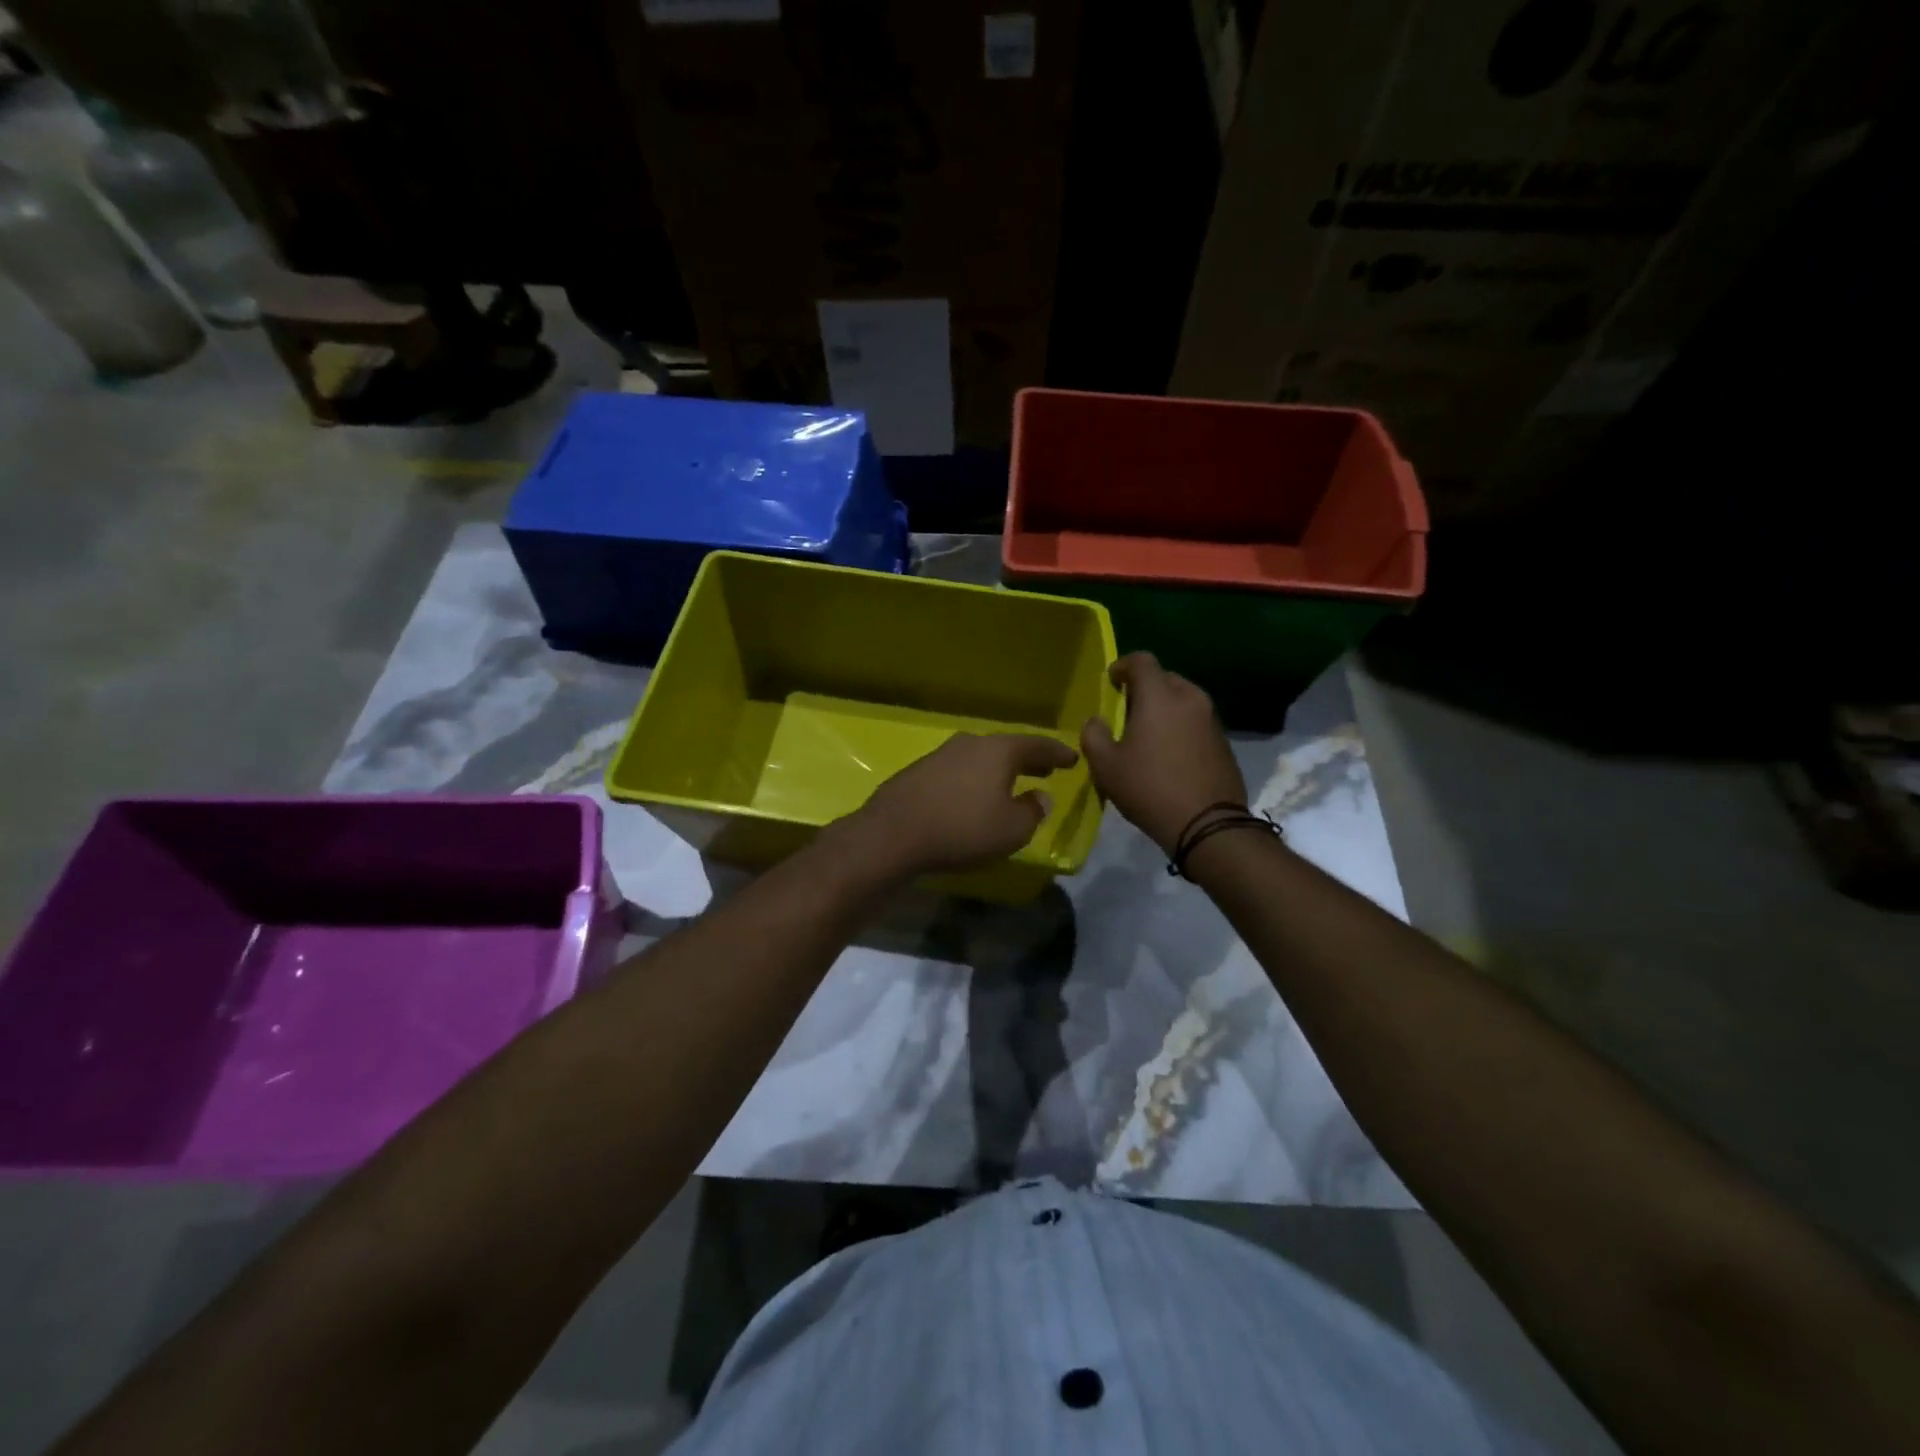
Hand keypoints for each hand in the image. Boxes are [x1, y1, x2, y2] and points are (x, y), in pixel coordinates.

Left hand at [840, 732, 1079, 877]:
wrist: (892, 834)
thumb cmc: (962, 830)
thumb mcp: (1012, 830)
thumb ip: (1033, 811)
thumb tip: (1040, 796)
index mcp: (998, 750)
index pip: (1037, 744)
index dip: (1057, 752)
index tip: (1073, 757)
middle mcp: (970, 743)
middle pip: (1007, 747)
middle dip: (1028, 759)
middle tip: (1046, 769)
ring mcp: (941, 754)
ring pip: (980, 757)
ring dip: (998, 769)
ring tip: (1011, 783)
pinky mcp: (918, 772)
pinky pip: (958, 771)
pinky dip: (974, 779)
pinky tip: (973, 795)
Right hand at [1081, 652, 1245, 852]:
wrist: (1208, 825)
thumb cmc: (1149, 789)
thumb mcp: (1106, 766)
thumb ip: (1094, 735)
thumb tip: (1096, 721)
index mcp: (1160, 697)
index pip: (1142, 660)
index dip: (1123, 665)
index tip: (1111, 681)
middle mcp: (1190, 698)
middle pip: (1165, 678)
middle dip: (1144, 688)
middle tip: (1127, 711)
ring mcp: (1212, 719)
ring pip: (1183, 699)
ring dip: (1164, 708)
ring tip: (1148, 734)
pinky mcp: (1224, 741)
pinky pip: (1196, 721)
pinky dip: (1181, 726)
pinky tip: (1170, 753)